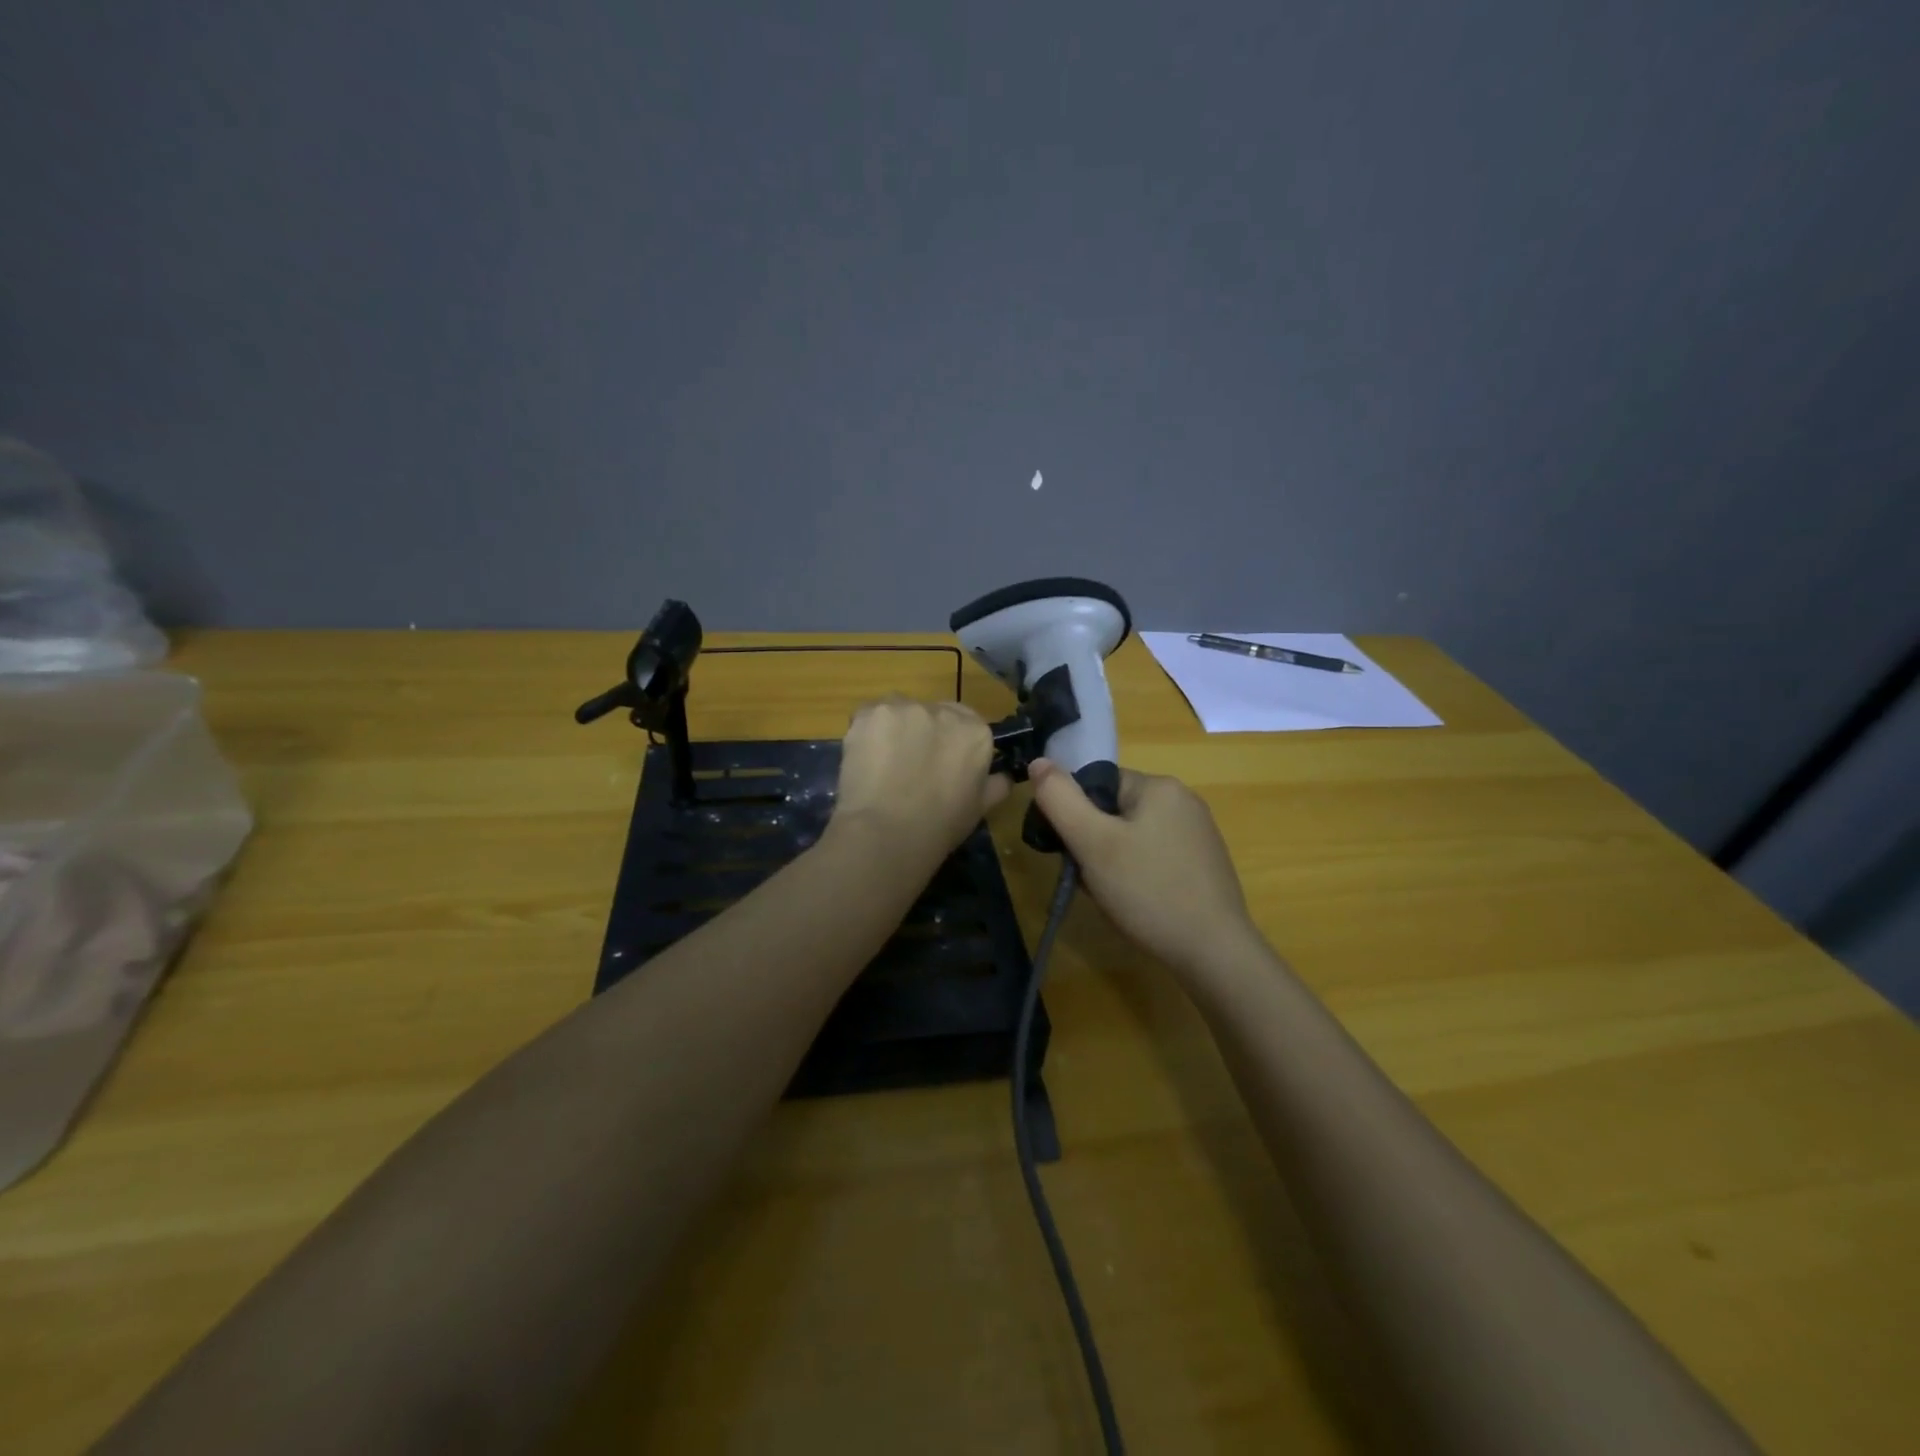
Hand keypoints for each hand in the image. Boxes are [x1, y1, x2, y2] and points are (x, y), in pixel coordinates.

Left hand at [827, 697, 1008, 867]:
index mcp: (976, 732)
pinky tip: (864, 760)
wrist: (886, 832)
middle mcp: (943, 710)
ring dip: (895, 731)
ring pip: (899, 713)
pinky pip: (868, 717)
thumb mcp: (980, 808)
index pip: (968, 723)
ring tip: (883, 765)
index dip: (951, 742)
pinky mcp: (869, 713)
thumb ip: (995, 784)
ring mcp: (904, 708)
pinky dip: (867, 735)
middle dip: (923, 734)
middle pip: (932, 713)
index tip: (941, 764)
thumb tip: (1004, 776)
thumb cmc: (940, 826)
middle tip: (910, 767)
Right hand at [1029, 759, 1256, 975]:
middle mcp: (1183, 800)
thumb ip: (1060, 799)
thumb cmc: (1148, 890)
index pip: (1098, 784)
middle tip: (1090, 880)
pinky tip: (1138, 903)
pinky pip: (1156, 856)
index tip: (1072, 851)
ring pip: (1133, 837)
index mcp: (1159, 786)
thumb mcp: (1093, 843)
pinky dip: (1138, 875)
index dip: (1076, 816)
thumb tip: (1037, 762)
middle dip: (1094, 843)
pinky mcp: (1204, 863)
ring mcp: (1198, 833)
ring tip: (1112, 896)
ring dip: (1113, 862)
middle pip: (1115, 811)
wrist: (1214, 951)